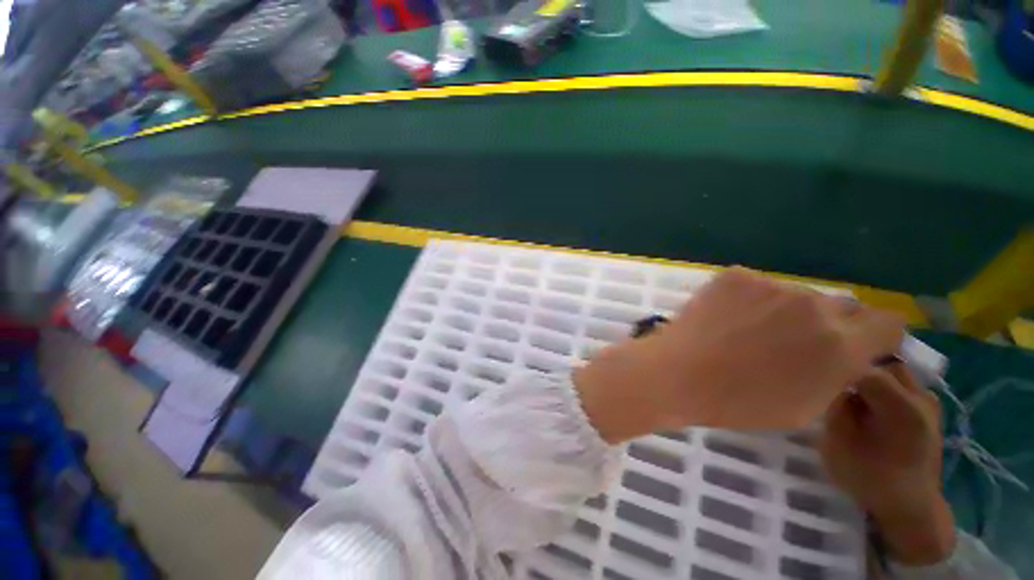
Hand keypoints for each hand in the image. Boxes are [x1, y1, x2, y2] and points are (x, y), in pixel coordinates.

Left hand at [572, 266, 904, 442]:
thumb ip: (837, 372)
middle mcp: (814, 306)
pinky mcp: (736, 276)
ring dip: (787, 309)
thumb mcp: (806, 405)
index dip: (875, 334)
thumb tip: (849, 354)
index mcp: (841, 345)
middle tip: (796, 339)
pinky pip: (757, 285)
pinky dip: (751, 298)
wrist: (678, 374)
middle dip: (831, 322)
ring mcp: (771, 285)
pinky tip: (728, 316)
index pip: (887, 322)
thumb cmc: (739, 402)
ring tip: (751, 329)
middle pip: (841, 305)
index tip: (858, 344)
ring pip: (796, 294)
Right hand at [820, 363, 954, 564]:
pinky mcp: (930, 412)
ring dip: (874, 379)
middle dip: (859, 372)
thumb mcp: (840, 444)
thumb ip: (837, 408)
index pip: (865, 371)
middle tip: (838, 388)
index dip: (840, 372)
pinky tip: (874, 406)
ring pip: (896, 373)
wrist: (911, 508)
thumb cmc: (872, 479)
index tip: (821, 378)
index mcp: (902, 408)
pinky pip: (904, 386)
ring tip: (856, 397)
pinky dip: (886, 388)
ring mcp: (929, 404)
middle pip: (884, 366)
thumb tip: (836, 386)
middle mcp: (921, 398)